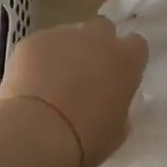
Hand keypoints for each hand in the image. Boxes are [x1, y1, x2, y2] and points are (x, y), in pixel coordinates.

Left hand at [0, 18, 148, 166]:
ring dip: (65, 52)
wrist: (38, 133)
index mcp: (126, 60)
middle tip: (86, 71)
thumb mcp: (117, 131)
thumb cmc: (86, 138)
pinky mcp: (32, 41)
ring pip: (68, 36)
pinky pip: (39, 46)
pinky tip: (29, 85)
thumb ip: (119, 108)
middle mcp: (97, 39)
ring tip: (51, 82)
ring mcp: (62, 36)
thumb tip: (112, 105)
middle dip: (96, 44)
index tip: (118, 74)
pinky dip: (37, 60)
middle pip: (102, 28)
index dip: (127, 58)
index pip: (136, 44)